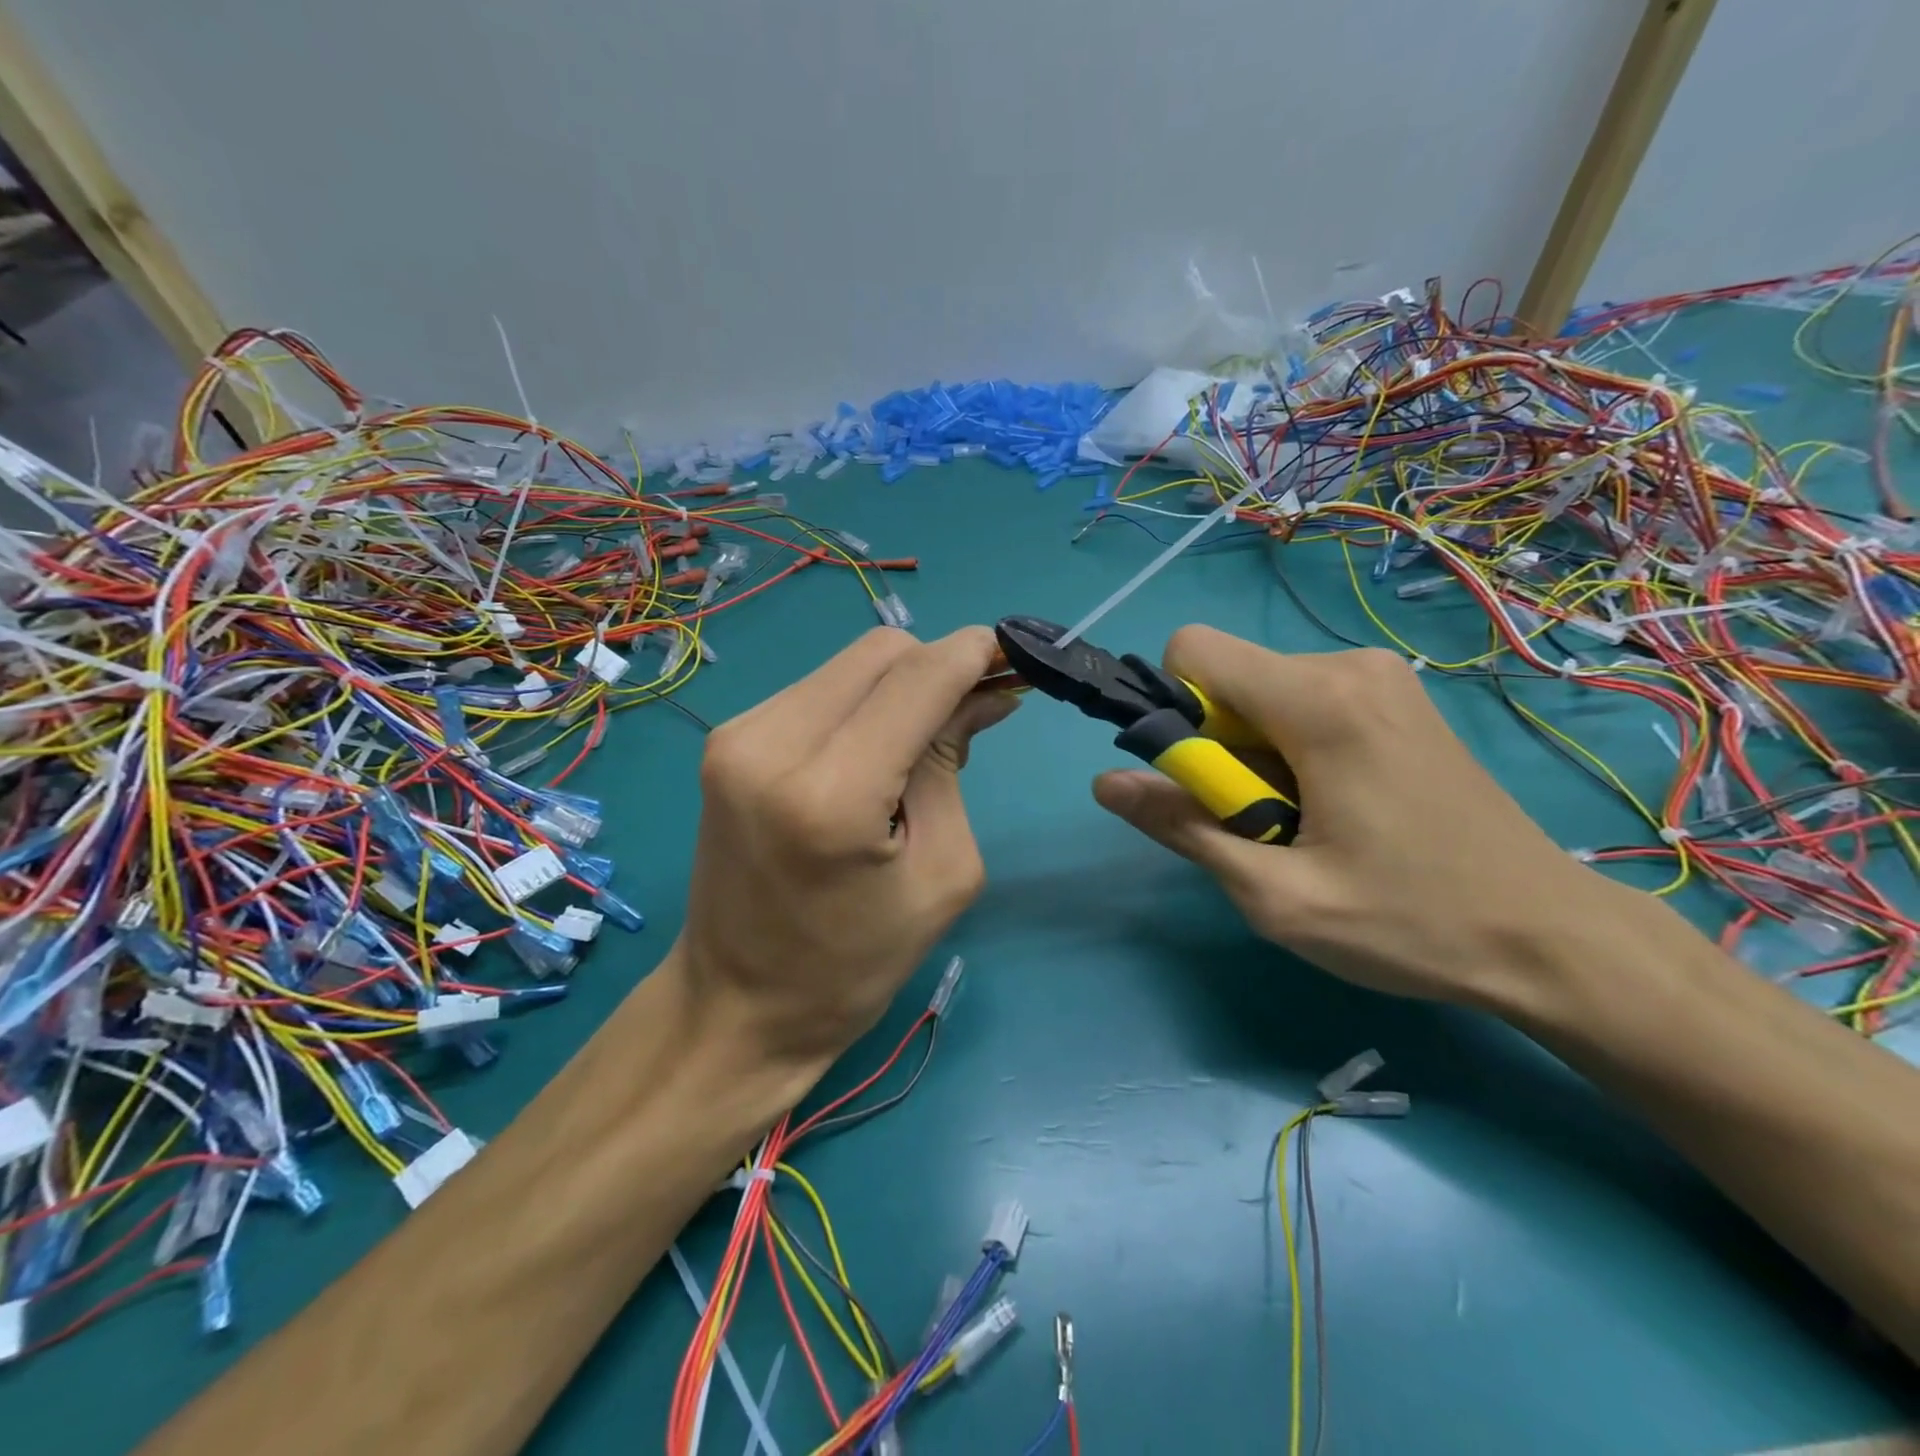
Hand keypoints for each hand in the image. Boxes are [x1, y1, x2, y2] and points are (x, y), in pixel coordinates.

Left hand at [676, 626, 1016, 1071]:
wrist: (738, 1004)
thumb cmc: (854, 962)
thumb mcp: (940, 872)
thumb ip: (952, 766)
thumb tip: (984, 694)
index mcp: (830, 793)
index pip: (917, 679)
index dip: (973, 654)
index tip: (1015, 656)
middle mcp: (770, 744)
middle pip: (881, 653)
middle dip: (938, 667)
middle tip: (974, 709)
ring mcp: (737, 735)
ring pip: (849, 665)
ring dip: (899, 686)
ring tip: (920, 743)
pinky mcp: (726, 740)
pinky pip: (817, 690)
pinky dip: (861, 704)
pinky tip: (874, 750)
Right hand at [1091, 625, 1645, 1006]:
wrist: (1553, 937)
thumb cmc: (1411, 923)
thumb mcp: (1276, 896)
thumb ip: (1183, 828)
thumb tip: (1106, 783)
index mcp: (1319, 701)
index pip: (1193, 650)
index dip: (1175, 712)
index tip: (1207, 781)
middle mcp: (1349, 666)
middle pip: (1229, 678)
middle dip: (1220, 746)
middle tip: (1265, 822)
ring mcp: (1381, 678)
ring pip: (1262, 692)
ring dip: (1255, 752)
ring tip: (1307, 822)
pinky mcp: (1397, 698)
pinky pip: (1304, 700)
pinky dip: (1292, 747)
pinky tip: (1338, 805)